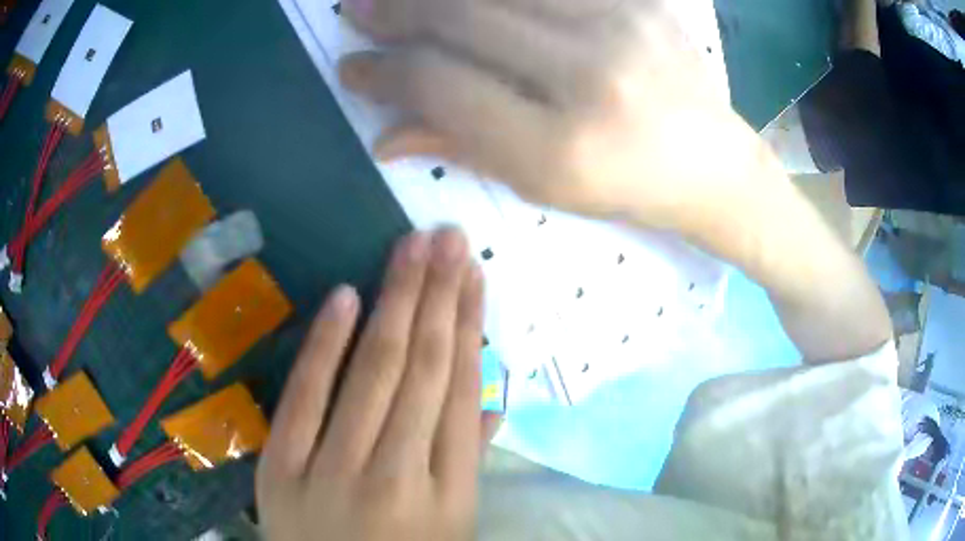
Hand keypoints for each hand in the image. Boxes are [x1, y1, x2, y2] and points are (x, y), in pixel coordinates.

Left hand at [257, 229, 485, 540]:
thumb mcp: (453, 524)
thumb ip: (468, 461)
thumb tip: (491, 401)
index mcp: (447, 490)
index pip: (462, 390)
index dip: (469, 325)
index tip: (475, 275)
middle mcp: (397, 474)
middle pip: (423, 367)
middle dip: (439, 294)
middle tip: (449, 237)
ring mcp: (332, 469)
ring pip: (371, 371)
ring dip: (395, 300)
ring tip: (414, 246)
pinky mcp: (282, 468)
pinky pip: (305, 396)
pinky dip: (326, 343)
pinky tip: (347, 295)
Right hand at [338, 0, 760, 228]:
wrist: (713, 163)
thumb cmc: (628, 188)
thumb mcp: (544, 186)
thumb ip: (462, 147)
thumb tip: (382, 136)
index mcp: (560, 146)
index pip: (441, 85)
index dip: (383, 72)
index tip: (349, 67)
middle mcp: (590, 76)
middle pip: (462, 19)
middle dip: (393, 11)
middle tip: (354, 8)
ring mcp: (621, 25)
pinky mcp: (639, 0)